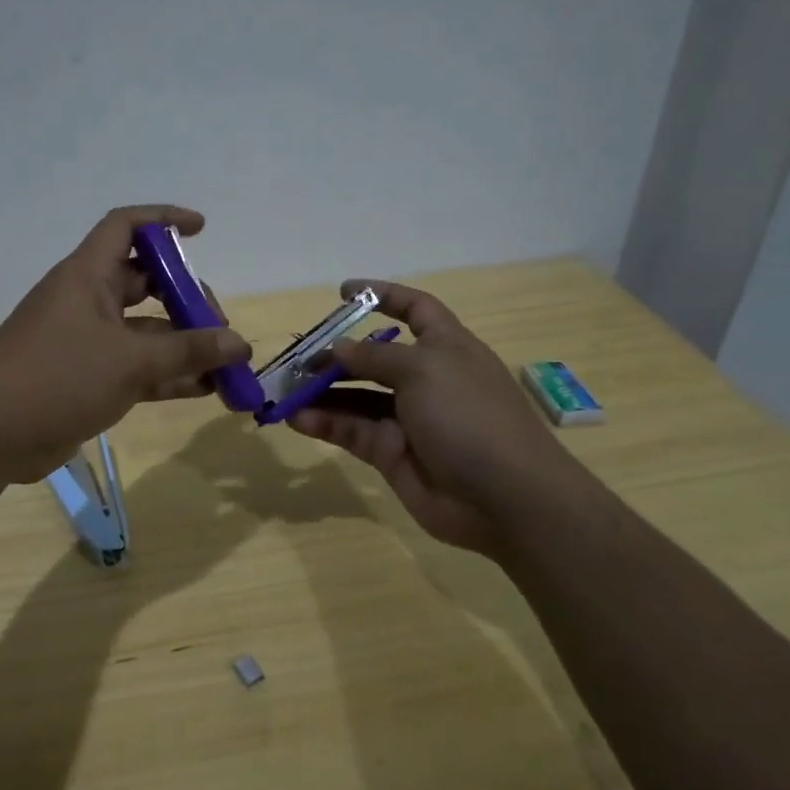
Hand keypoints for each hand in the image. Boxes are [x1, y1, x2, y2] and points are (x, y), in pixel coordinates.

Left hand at [0, 206, 251, 482]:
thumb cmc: (57, 376)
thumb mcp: (129, 361)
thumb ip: (188, 352)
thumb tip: (240, 344)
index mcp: (88, 276)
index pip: (126, 227)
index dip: (163, 219)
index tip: (201, 230)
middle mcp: (88, 301)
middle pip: (145, 283)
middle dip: (185, 298)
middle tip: (219, 325)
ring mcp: (87, 342)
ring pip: (145, 333)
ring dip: (184, 346)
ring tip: (227, 365)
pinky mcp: (87, 379)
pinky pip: (137, 368)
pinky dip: (168, 376)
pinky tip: (206, 389)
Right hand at [289, 280, 570, 553]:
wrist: (504, 498)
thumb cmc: (469, 416)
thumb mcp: (423, 370)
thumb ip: (374, 357)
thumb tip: (338, 348)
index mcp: (445, 347)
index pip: (414, 309)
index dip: (383, 296)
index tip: (344, 292)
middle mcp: (425, 379)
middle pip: (374, 358)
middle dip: (336, 355)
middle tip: (297, 359)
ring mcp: (407, 418)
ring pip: (355, 397)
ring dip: (321, 392)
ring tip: (285, 390)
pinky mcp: (391, 453)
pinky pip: (351, 431)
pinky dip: (325, 423)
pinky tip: (297, 419)